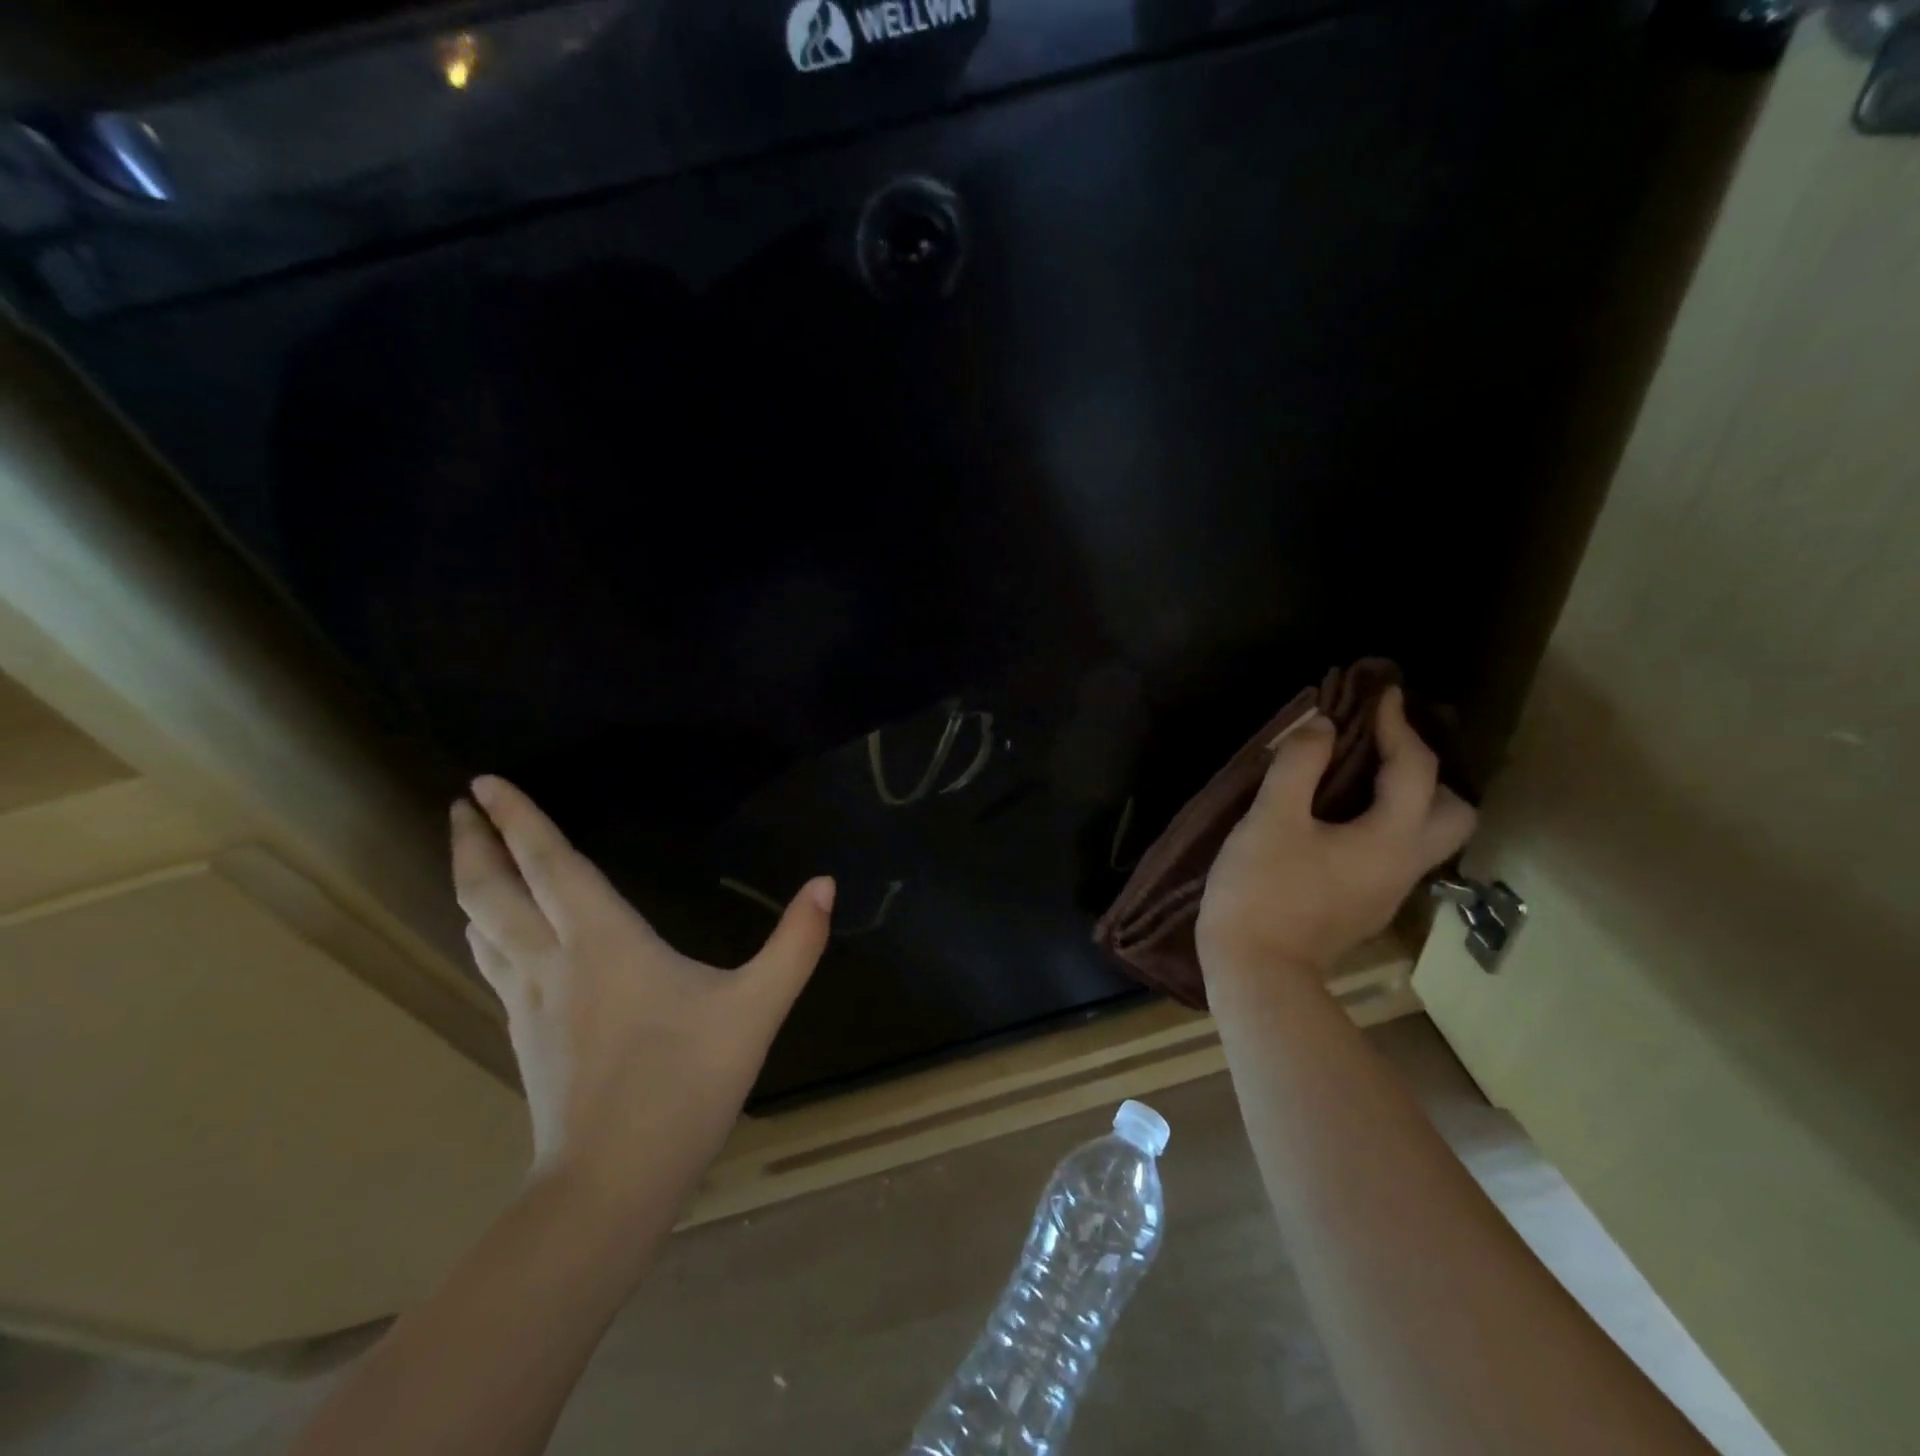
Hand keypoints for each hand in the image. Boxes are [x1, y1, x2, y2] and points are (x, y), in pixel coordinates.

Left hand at [451, 776, 833, 1219]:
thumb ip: (796, 943)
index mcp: (604, 942)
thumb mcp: (757, 1008)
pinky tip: (493, 936)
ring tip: (469, 855)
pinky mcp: (525, 1036)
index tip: (483, 781)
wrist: (612, 1184)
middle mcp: (554, 960)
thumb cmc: (686, 1083)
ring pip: (483, 928)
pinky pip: (493, 964)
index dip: (520, 819)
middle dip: (475, 842)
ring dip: (470, 883)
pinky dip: (485, 930)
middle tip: (460, 804)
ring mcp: (531, 1002)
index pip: (551, 865)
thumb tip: (826, 883)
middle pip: (494, 891)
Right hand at [1197, 686, 1474, 989]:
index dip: (1398, 724)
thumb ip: (1298, 765)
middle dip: (1427, 772)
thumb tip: (1322, 725)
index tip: (1381, 694)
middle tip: (1383, 749)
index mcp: (1390, 839)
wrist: (1255, 971)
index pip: (1415, 768)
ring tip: (1361, 776)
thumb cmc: (1262, 890)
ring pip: (1424, 835)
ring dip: (1407, 798)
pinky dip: (1382, 821)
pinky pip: (1392, 851)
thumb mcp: (1271, 818)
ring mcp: (1387, 891)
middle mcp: (1404, 865)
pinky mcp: (1363, 906)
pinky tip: (1339, 817)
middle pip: (1453, 813)